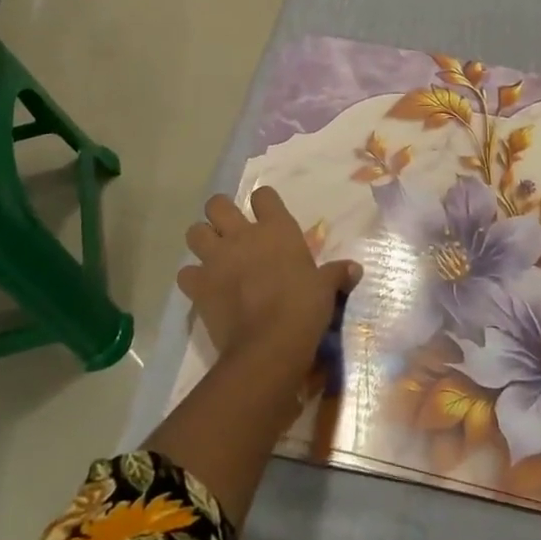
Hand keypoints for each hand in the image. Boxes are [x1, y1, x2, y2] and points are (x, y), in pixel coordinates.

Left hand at [180, 187, 359, 364]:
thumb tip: (355, 269)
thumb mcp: (326, 288)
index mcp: (276, 228)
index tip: (266, 215)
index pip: (263, 195)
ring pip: (194, 232)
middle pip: (217, 204)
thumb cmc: (304, 307)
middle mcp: (242, 235)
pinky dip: (192, 278)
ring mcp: (216, 259)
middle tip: (229, 230)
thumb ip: (336, 274)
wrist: (270, 343)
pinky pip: (185, 273)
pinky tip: (202, 287)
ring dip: (201, 241)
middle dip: (220, 213)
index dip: (263, 203)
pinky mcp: (199, 285)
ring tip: (211, 254)